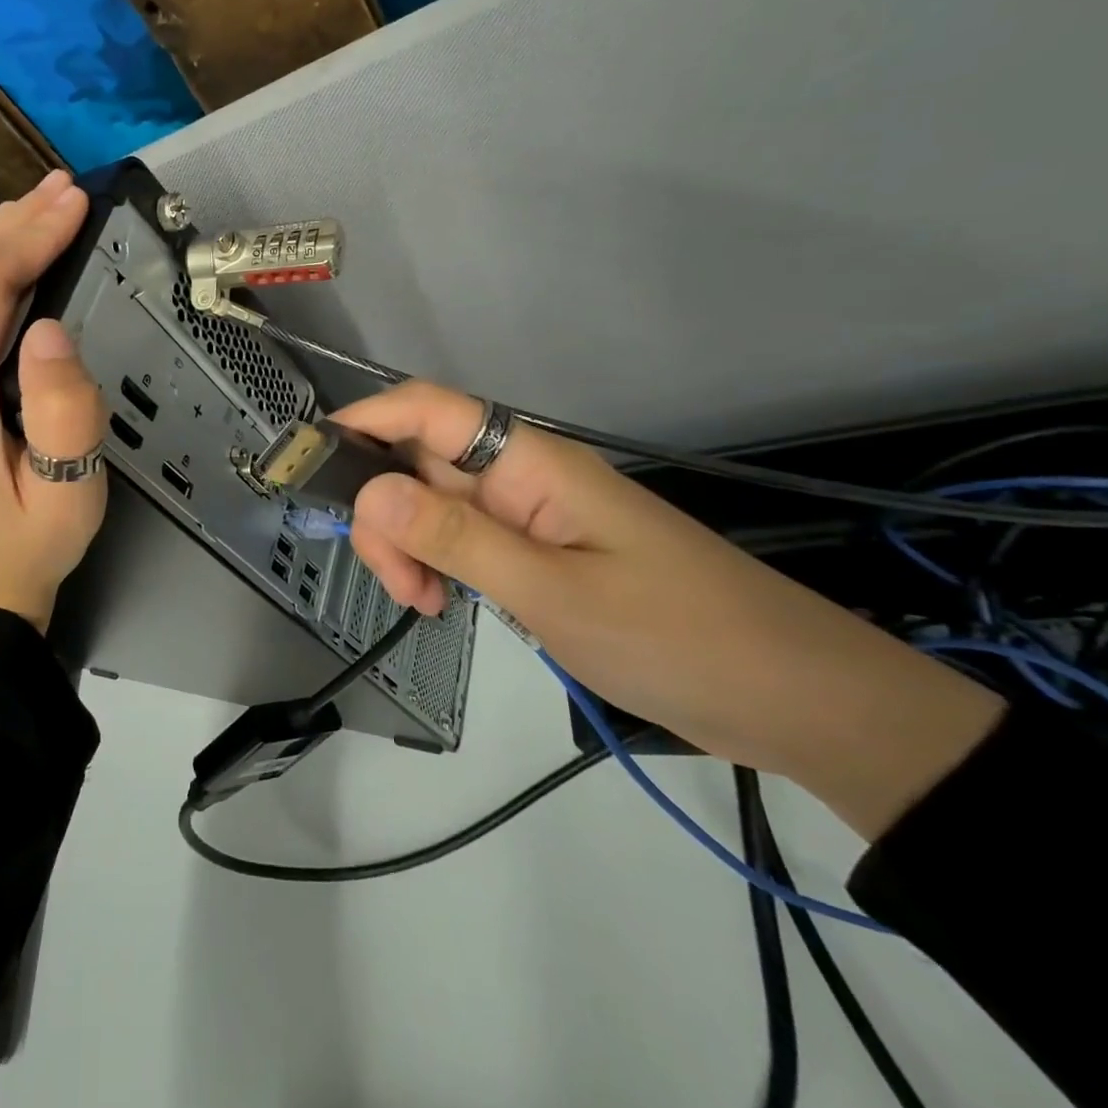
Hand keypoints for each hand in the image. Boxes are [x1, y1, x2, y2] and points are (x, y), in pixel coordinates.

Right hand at [333, 382, 1005, 839]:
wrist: (794, 698)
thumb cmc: (677, 635)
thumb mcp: (552, 592)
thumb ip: (455, 539)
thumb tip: (371, 490)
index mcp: (529, 463)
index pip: (428, 409)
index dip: (365, 419)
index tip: (313, 462)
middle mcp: (520, 476)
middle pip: (418, 462)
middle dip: (385, 512)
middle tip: (395, 580)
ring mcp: (526, 515)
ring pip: (432, 505)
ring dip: (407, 545)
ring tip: (420, 603)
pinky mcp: (535, 552)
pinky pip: (460, 540)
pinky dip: (435, 566)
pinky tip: (439, 603)